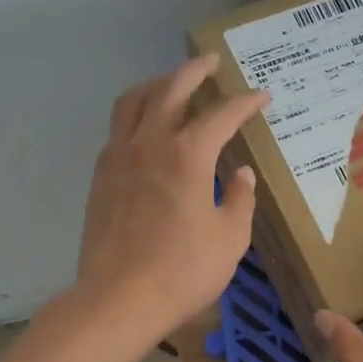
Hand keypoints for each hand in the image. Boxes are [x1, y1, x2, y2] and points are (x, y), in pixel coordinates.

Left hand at [72, 53, 269, 350]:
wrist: (119, 299)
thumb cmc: (183, 271)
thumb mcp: (229, 239)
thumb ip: (239, 200)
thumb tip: (240, 174)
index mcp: (188, 155)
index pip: (222, 115)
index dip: (245, 103)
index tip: (262, 97)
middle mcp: (150, 143)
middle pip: (171, 89)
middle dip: (195, 71)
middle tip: (212, 62)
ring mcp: (119, 157)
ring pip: (134, 101)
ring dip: (156, 84)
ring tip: (171, 84)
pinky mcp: (101, 177)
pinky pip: (117, 130)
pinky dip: (135, 116)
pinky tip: (145, 130)